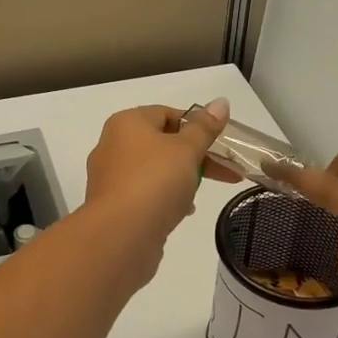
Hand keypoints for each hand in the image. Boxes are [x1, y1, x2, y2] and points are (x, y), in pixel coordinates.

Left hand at [83, 100, 241, 245]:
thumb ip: (205, 128)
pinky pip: (145, 193)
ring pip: (154, 170)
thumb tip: (221, 101)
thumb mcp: (187, 150)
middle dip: (196, 156)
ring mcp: (110, 177)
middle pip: (162, 143)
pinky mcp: (113, 205)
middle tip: (227, 172)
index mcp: (127, 123)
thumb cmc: (155, 182)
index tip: (220, 144)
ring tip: (199, 195)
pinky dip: (165, 198)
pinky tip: (182, 211)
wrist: (121, 235)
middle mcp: (113, 145)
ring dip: (181, 179)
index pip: (167, 113)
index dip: (196, 126)